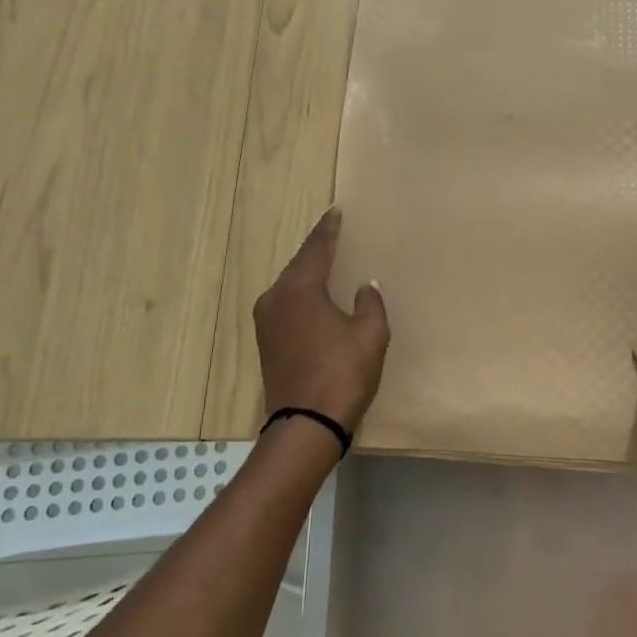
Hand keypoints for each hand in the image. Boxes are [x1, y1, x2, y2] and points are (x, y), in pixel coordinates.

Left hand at [254, 207, 389, 433]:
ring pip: (290, 284)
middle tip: (333, 230)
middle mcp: (276, 298)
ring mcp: (265, 321)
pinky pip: (286, 303)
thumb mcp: (370, 335)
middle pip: (299, 263)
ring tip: (326, 258)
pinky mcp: (266, 341)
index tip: (336, 210)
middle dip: (317, 247)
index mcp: (300, 290)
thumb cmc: (342, 375)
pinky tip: (313, 294)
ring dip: (307, 270)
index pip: (316, 249)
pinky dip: (301, 292)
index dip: (329, 229)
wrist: (305, 425)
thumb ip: (369, 304)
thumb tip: (365, 286)